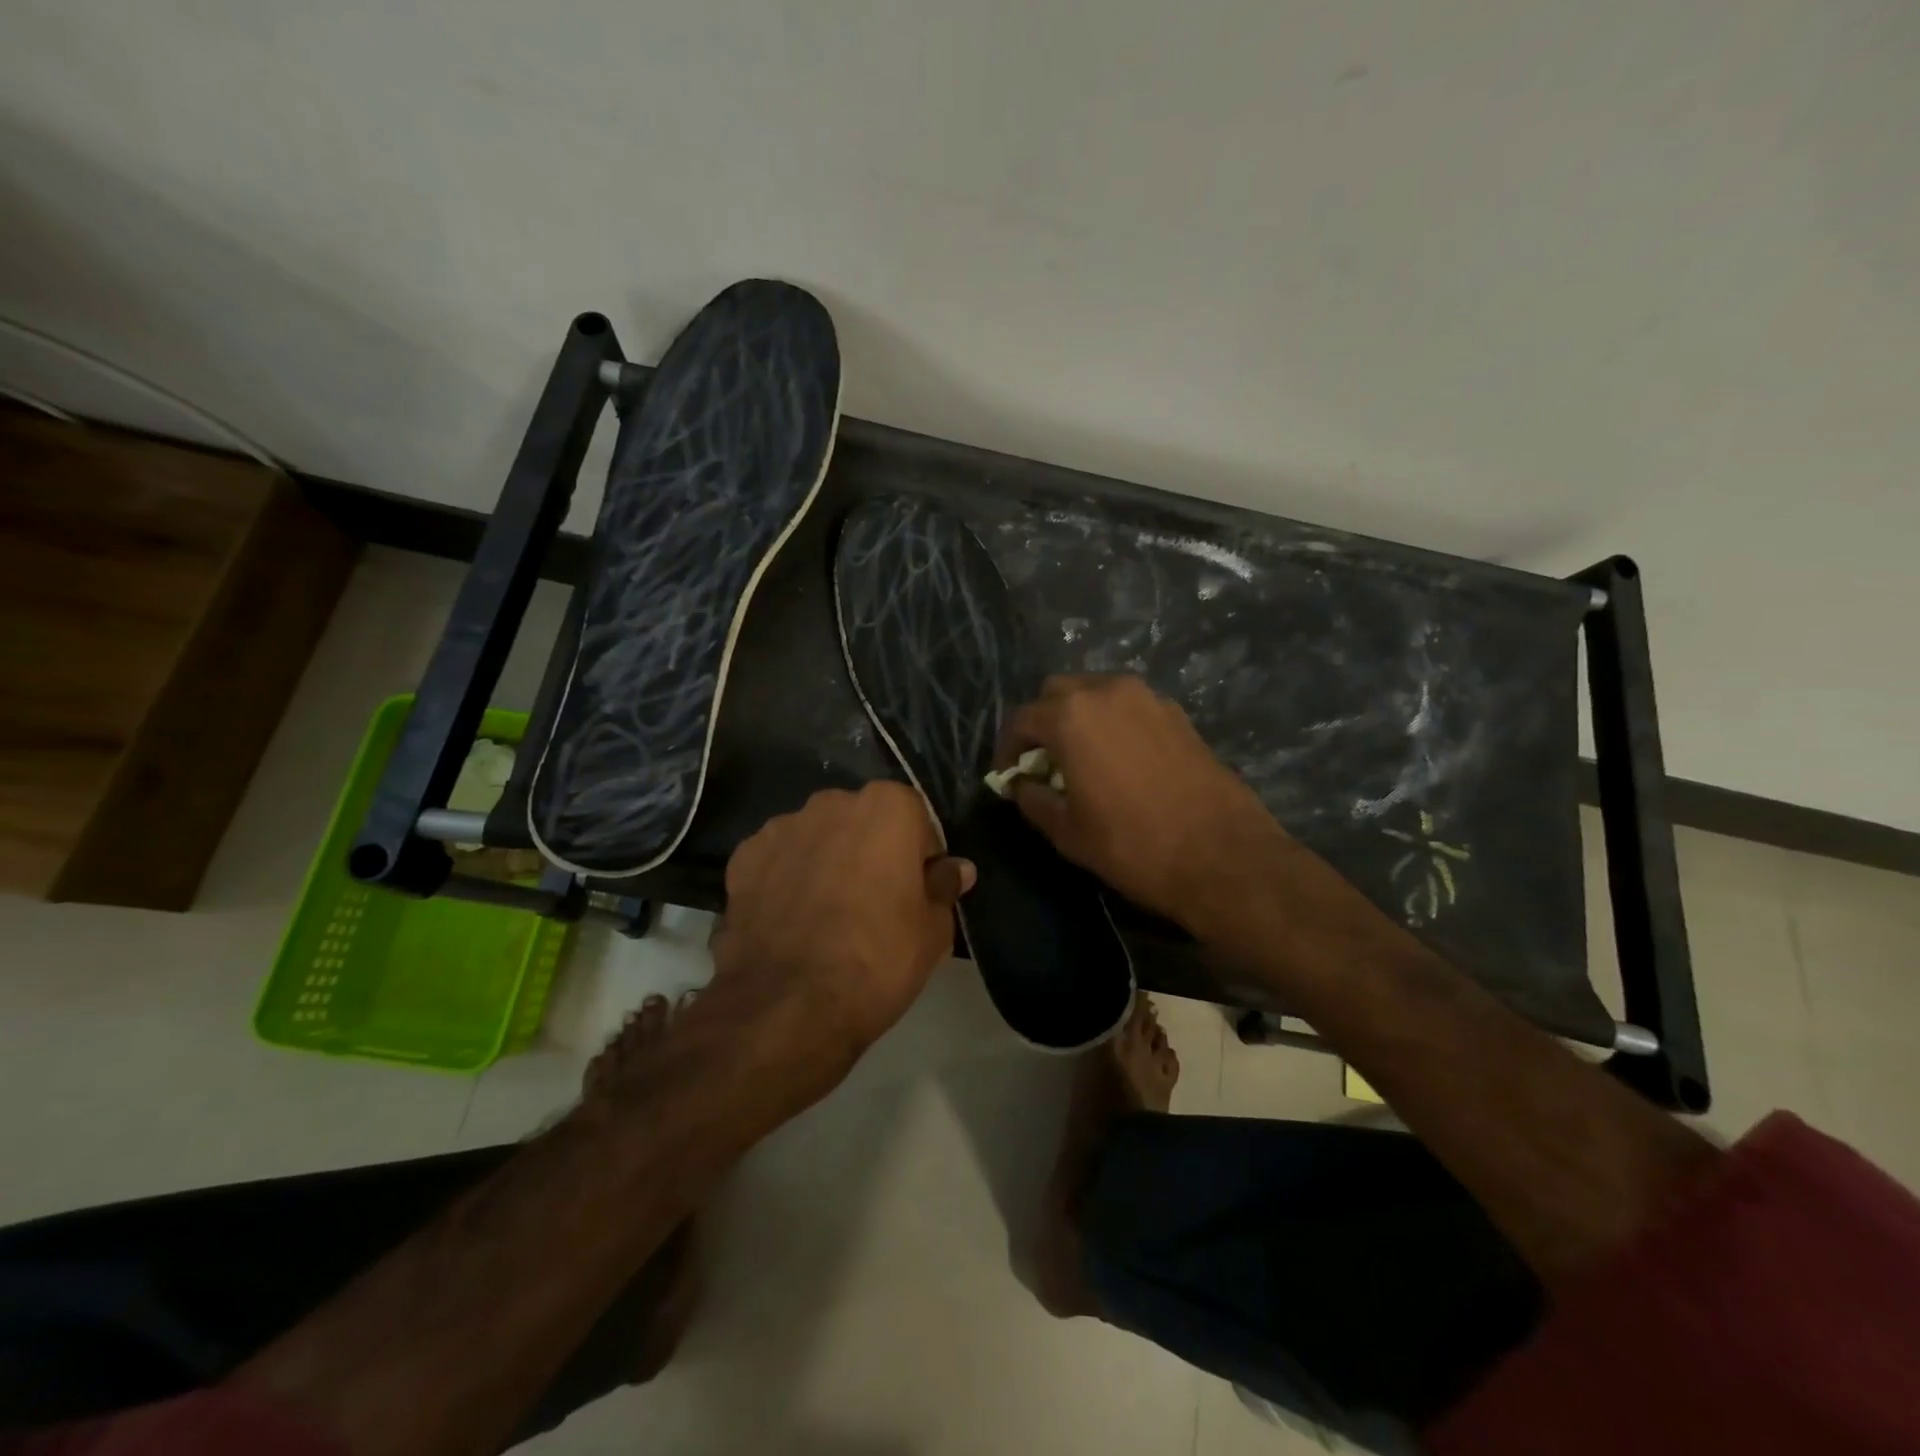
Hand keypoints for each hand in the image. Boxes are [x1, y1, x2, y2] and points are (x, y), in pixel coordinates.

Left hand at [713, 782, 973, 1060]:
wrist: (787, 1005)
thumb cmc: (878, 959)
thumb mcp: (933, 930)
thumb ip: (944, 886)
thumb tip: (957, 868)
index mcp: (887, 807)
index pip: (916, 820)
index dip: (920, 856)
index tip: (917, 890)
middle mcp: (832, 803)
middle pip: (863, 822)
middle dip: (870, 850)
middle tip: (874, 902)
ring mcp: (781, 827)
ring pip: (817, 838)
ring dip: (826, 861)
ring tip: (826, 914)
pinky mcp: (743, 857)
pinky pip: (778, 860)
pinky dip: (787, 879)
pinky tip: (792, 920)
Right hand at [996, 675, 1286, 932]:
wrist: (1222, 855)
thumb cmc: (1132, 845)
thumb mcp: (1067, 832)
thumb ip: (1034, 799)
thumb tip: (1022, 784)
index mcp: (1071, 716)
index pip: (1021, 719)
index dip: (1008, 749)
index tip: (1009, 776)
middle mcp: (1107, 691)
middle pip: (1058, 693)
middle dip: (1043, 723)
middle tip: (1044, 763)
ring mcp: (1148, 698)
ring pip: (1097, 694)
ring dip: (1080, 719)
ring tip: (1082, 761)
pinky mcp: (1177, 714)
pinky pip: (1130, 708)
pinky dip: (1114, 724)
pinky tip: (1121, 762)